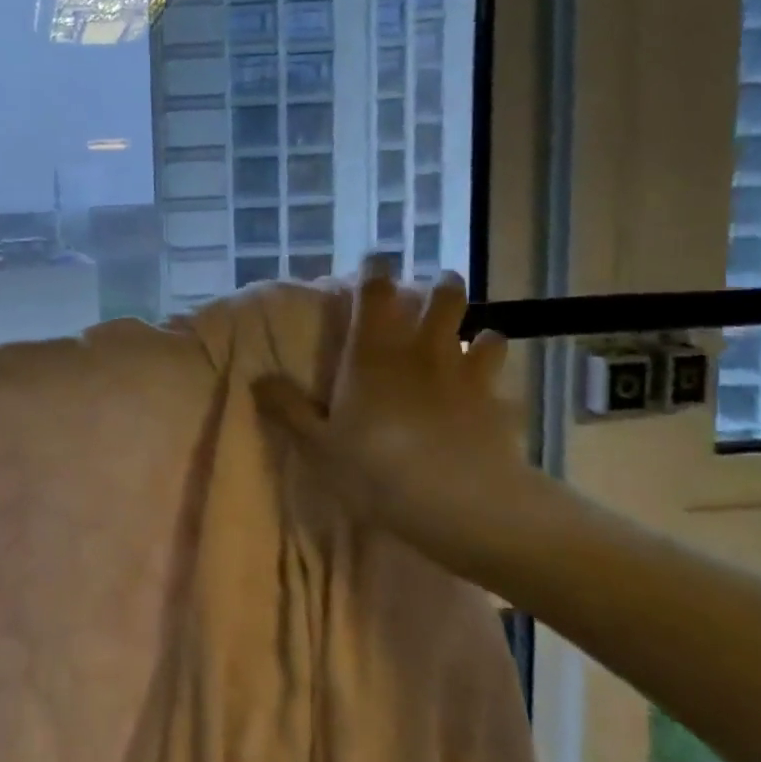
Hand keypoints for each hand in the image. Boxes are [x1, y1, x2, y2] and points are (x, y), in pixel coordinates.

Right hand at [253, 259, 524, 543]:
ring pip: (480, 330)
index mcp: (373, 353)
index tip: (376, 260)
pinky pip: (502, 373)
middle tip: (435, 290)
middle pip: (443, 297)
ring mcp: (465, 372)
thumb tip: (258, 378)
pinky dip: (496, 370)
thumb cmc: (376, 468)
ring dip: (474, 329)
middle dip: (441, 287)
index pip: (376, 293)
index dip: (376, 270)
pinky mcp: (496, 400)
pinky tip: (491, 383)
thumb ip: (289, 409)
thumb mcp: (319, 444)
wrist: (457, 501)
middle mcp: (422, 350)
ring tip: (470, 337)